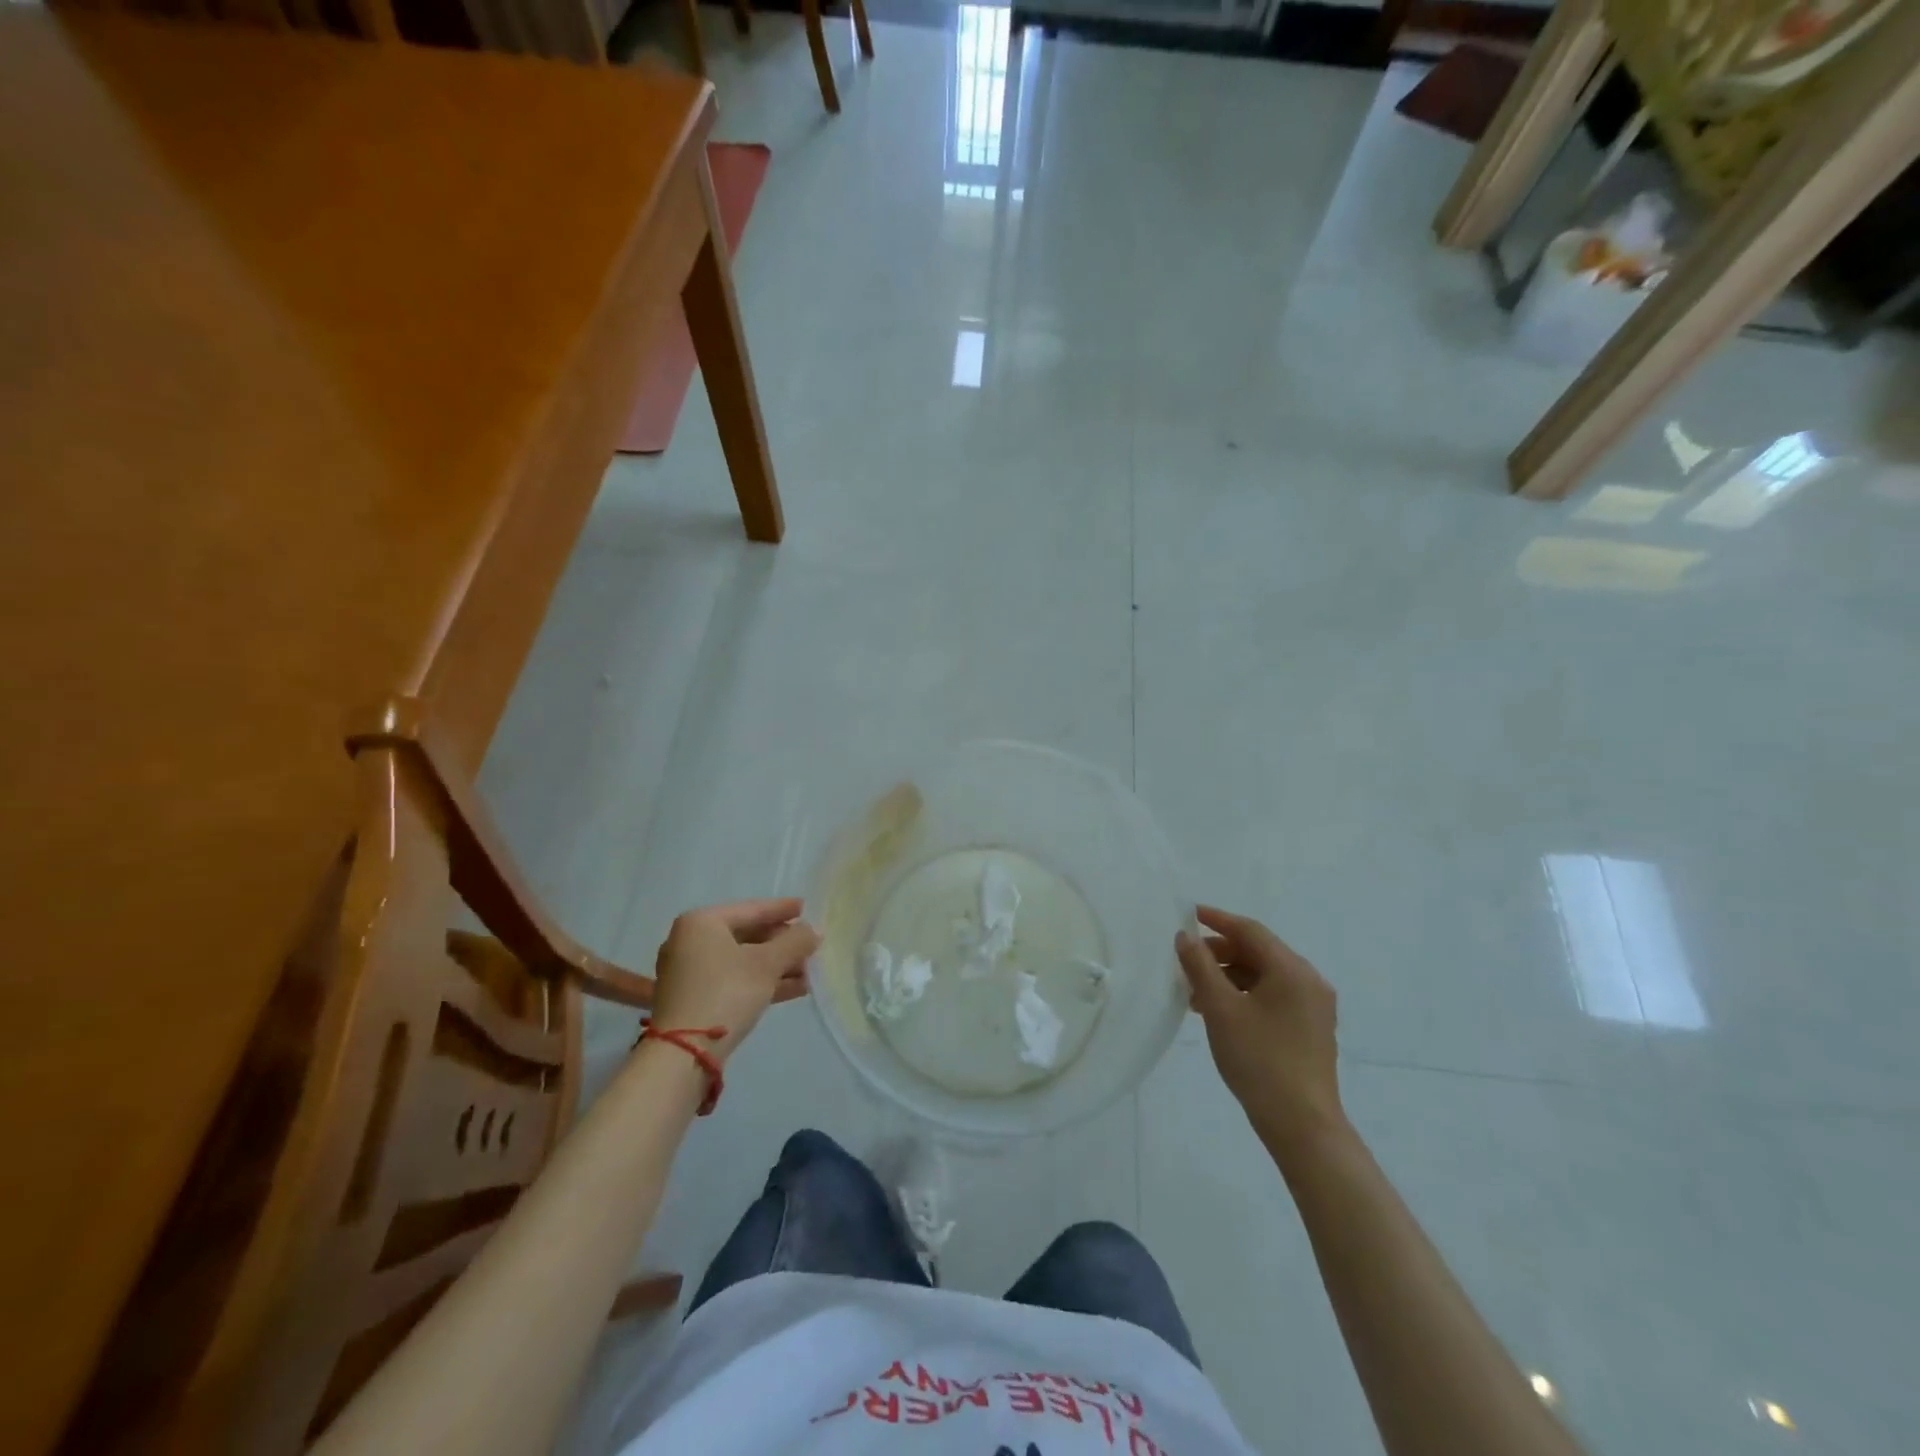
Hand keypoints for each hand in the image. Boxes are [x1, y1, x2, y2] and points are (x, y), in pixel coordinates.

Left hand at [649, 898, 819, 1064]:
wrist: (683, 1053)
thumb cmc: (726, 992)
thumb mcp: (767, 964)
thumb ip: (794, 942)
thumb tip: (812, 931)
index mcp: (701, 922)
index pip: (751, 909)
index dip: (782, 909)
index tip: (806, 908)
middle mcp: (689, 942)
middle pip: (746, 935)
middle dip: (781, 944)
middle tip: (810, 945)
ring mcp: (688, 973)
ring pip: (741, 961)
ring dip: (776, 966)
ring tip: (809, 971)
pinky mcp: (692, 1000)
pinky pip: (733, 981)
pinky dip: (760, 982)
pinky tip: (793, 989)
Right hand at [1176, 905, 1344, 1160]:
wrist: (1302, 1125)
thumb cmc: (1259, 1060)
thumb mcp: (1220, 1009)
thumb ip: (1199, 966)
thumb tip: (1186, 936)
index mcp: (1292, 970)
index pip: (1250, 931)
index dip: (1217, 920)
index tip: (1188, 914)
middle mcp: (1309, 981)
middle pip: (1259, 952)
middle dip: (1220, 952)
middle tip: (1186, 961)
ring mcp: (1314, 1007)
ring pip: (1264, 976)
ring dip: (1229, 977)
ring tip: (1196, 993)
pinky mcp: (1310, 1029)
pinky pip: (1273, 996)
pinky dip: (1245, 995)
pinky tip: (1220, 1012)